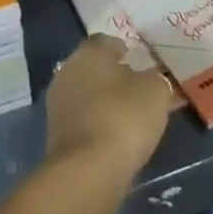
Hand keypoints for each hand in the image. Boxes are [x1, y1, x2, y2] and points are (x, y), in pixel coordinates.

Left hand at [42, 34, 174, 181]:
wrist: (87, 172)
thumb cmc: (124, 117)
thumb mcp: (156, 92)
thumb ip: (157, 79)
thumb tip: (153, 78)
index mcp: (89, 51)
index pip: (107, 41)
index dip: (125, 50)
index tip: (142, 63)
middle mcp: (68, 69)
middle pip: (94, 67)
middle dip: (113, 76)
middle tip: (138, 89)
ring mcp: (57, 103)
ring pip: (86, 93)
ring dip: (104, 101)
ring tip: (129, 116)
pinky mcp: (55, 134)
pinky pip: (82, 119)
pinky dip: (97, 123)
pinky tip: (114, 135)